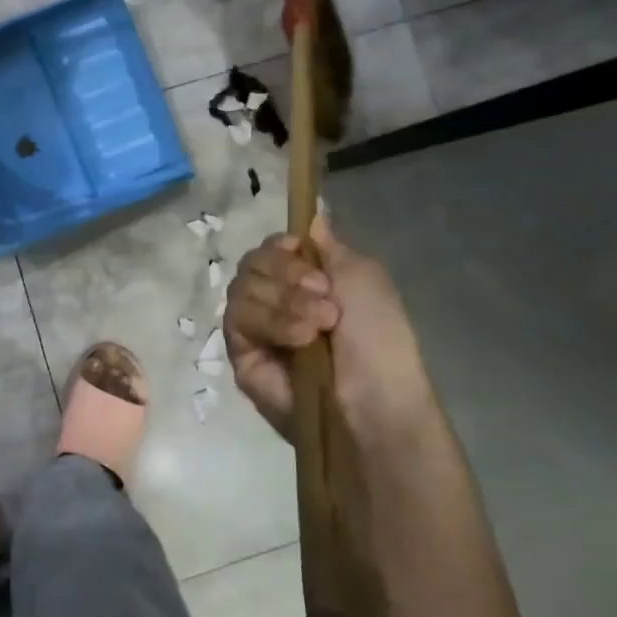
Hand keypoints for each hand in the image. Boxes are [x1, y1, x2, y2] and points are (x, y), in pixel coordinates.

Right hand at [223, 217, 436, 448]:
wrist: (374, 399)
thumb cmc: (379, 337)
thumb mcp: (363, 277)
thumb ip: (328, 246)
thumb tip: (311, 217)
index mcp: (305, 281)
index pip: (270, 249)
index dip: (280, 246)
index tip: (299, 251)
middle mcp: (276, 300)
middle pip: (251, 262)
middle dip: (287, 273)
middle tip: (324, 296)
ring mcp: (256, 328)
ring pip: (241, 288)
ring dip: (285, 300)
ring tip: (319, 326)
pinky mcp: (242, 355)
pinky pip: (238, 319)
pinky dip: (271, 321)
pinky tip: (300, 339)